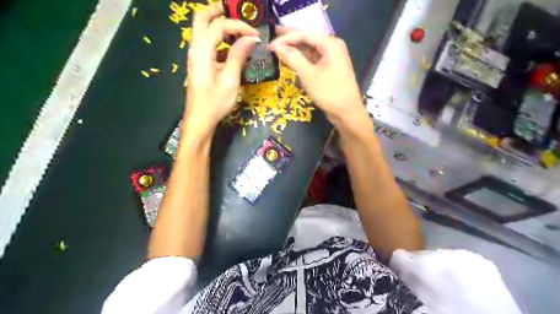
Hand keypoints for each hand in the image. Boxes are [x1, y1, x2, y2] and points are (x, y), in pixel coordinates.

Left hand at [186, 3, 259, 136]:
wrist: (200, 120)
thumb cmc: (215, 103)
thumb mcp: (230, 80)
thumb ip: (238, 56)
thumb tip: (250, 38)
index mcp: (202, 52)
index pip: (219, 26)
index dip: (238, 26)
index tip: (255, 35)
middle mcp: (195, 49)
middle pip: (201, 19)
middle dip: (218, 11)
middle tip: (236, 10)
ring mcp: (196, 56)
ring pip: (203, 31)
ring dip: (219, 25)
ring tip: (239, 29)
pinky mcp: (200, 64)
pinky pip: (208, 44)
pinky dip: (220, 40)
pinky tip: (234, 48)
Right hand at [270, 28, 364, 126]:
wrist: (347, 112)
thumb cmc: (329, 92)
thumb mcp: (308, 75)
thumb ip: (293, 58)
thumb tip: (277, 47)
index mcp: (330, 44)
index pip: (304, 34)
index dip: (286, 38)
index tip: (270, 44)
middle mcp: (332, 47)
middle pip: (308, 40)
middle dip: (289, 40)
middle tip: (271, 39)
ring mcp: (332, 58)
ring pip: (310, 50)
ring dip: (295, 50)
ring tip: (278, 50)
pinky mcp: (330, 69)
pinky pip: (313, 60)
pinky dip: (302, 60)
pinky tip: (291, 61)